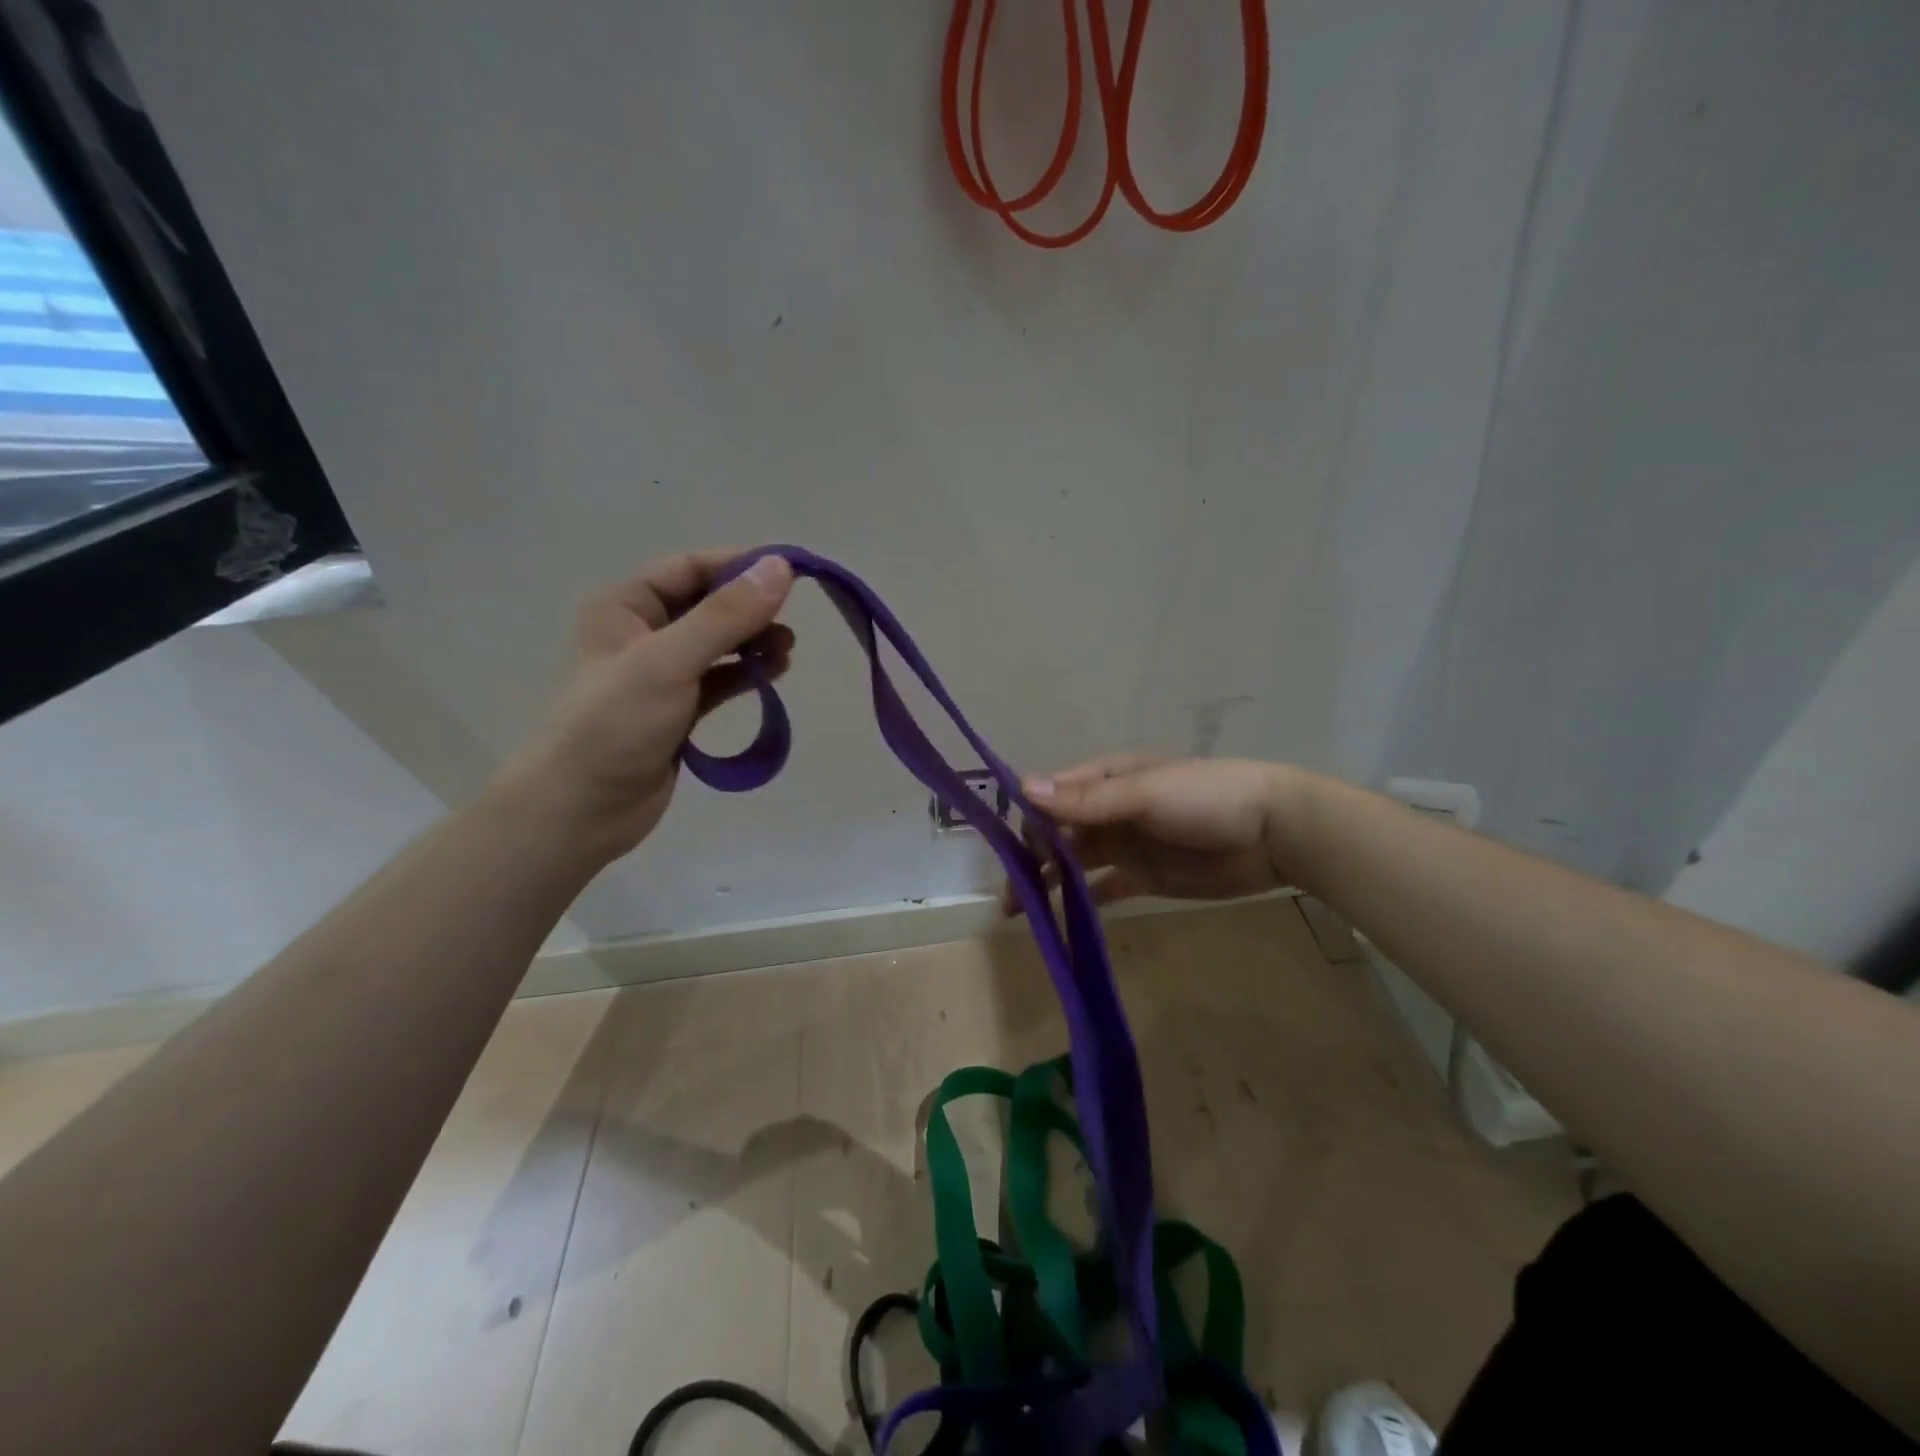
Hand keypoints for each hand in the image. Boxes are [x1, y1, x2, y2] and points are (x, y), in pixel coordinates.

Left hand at [498, 550, 794, 861]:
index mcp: (625, 606)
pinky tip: (774, 674)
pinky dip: (746, 674)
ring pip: (717, 644)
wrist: (581, 809)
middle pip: (708, 604)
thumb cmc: (615, 724)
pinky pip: (718, 680)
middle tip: (791, 621)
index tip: (793, 573)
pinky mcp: (677, 711)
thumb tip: (781, 568)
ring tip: (787, 650)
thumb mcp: (669, 661)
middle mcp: (642, 632)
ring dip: (753, 642)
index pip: (691, 567)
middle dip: (751, 609)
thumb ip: (726, 616)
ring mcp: (661, 674)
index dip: (741, 566)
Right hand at [1008, 754, 1295, 911]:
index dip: (1028, 821)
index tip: (1006, 850)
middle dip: (1031, 857)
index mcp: (1106, 779)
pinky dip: (1081, 900)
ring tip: (1019, 910)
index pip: (1053, 796)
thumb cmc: (1206, 798)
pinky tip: (1058, 918)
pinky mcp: (1143, 876)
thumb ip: (1086, 800)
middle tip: (1009, 892)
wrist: (1273, 832)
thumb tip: (1023, 788)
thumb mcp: (1144, 793)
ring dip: (1048, 881)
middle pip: (1058, 832)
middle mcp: (1109, 810)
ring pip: (1074, 862)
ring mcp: (1126, 844)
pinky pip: (1103, 888)